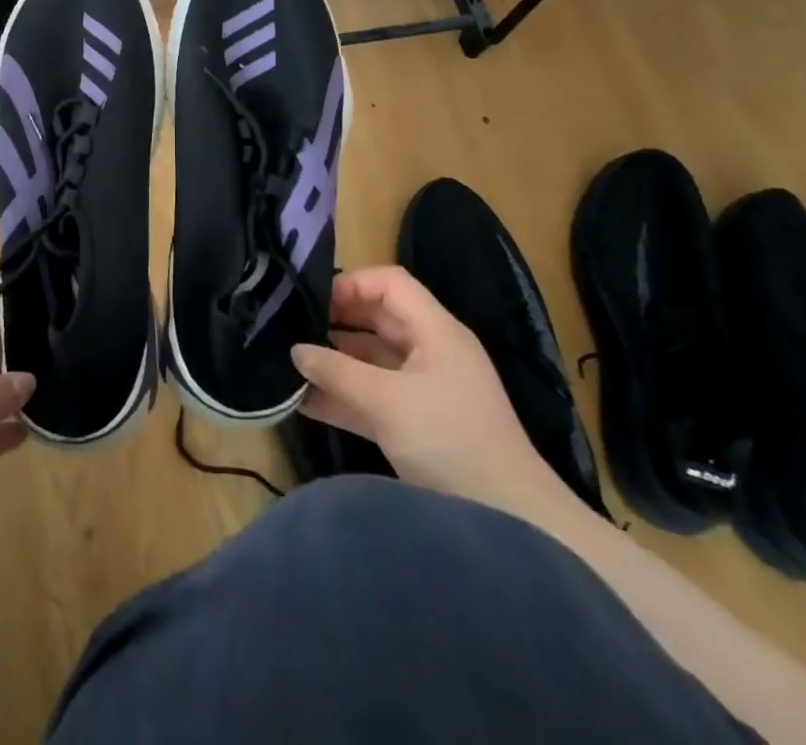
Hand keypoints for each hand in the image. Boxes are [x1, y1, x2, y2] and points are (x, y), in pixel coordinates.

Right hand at [291, 267, 578, 525]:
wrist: (514, 521)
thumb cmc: (450, 441)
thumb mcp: (388, 402)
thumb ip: (337, 372)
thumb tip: (295, 350)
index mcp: (435, 331)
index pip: (390, 283)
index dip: (351, 283)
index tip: (312, 299)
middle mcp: (431, 351)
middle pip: (377, 319)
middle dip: (335, 322)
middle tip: (292, 327)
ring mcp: (425, 388)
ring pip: (372, 360)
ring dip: (334, 362)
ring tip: (291, 364)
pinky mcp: (418, 423)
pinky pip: (374, 396)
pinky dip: (344, 395)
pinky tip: (304, 402)